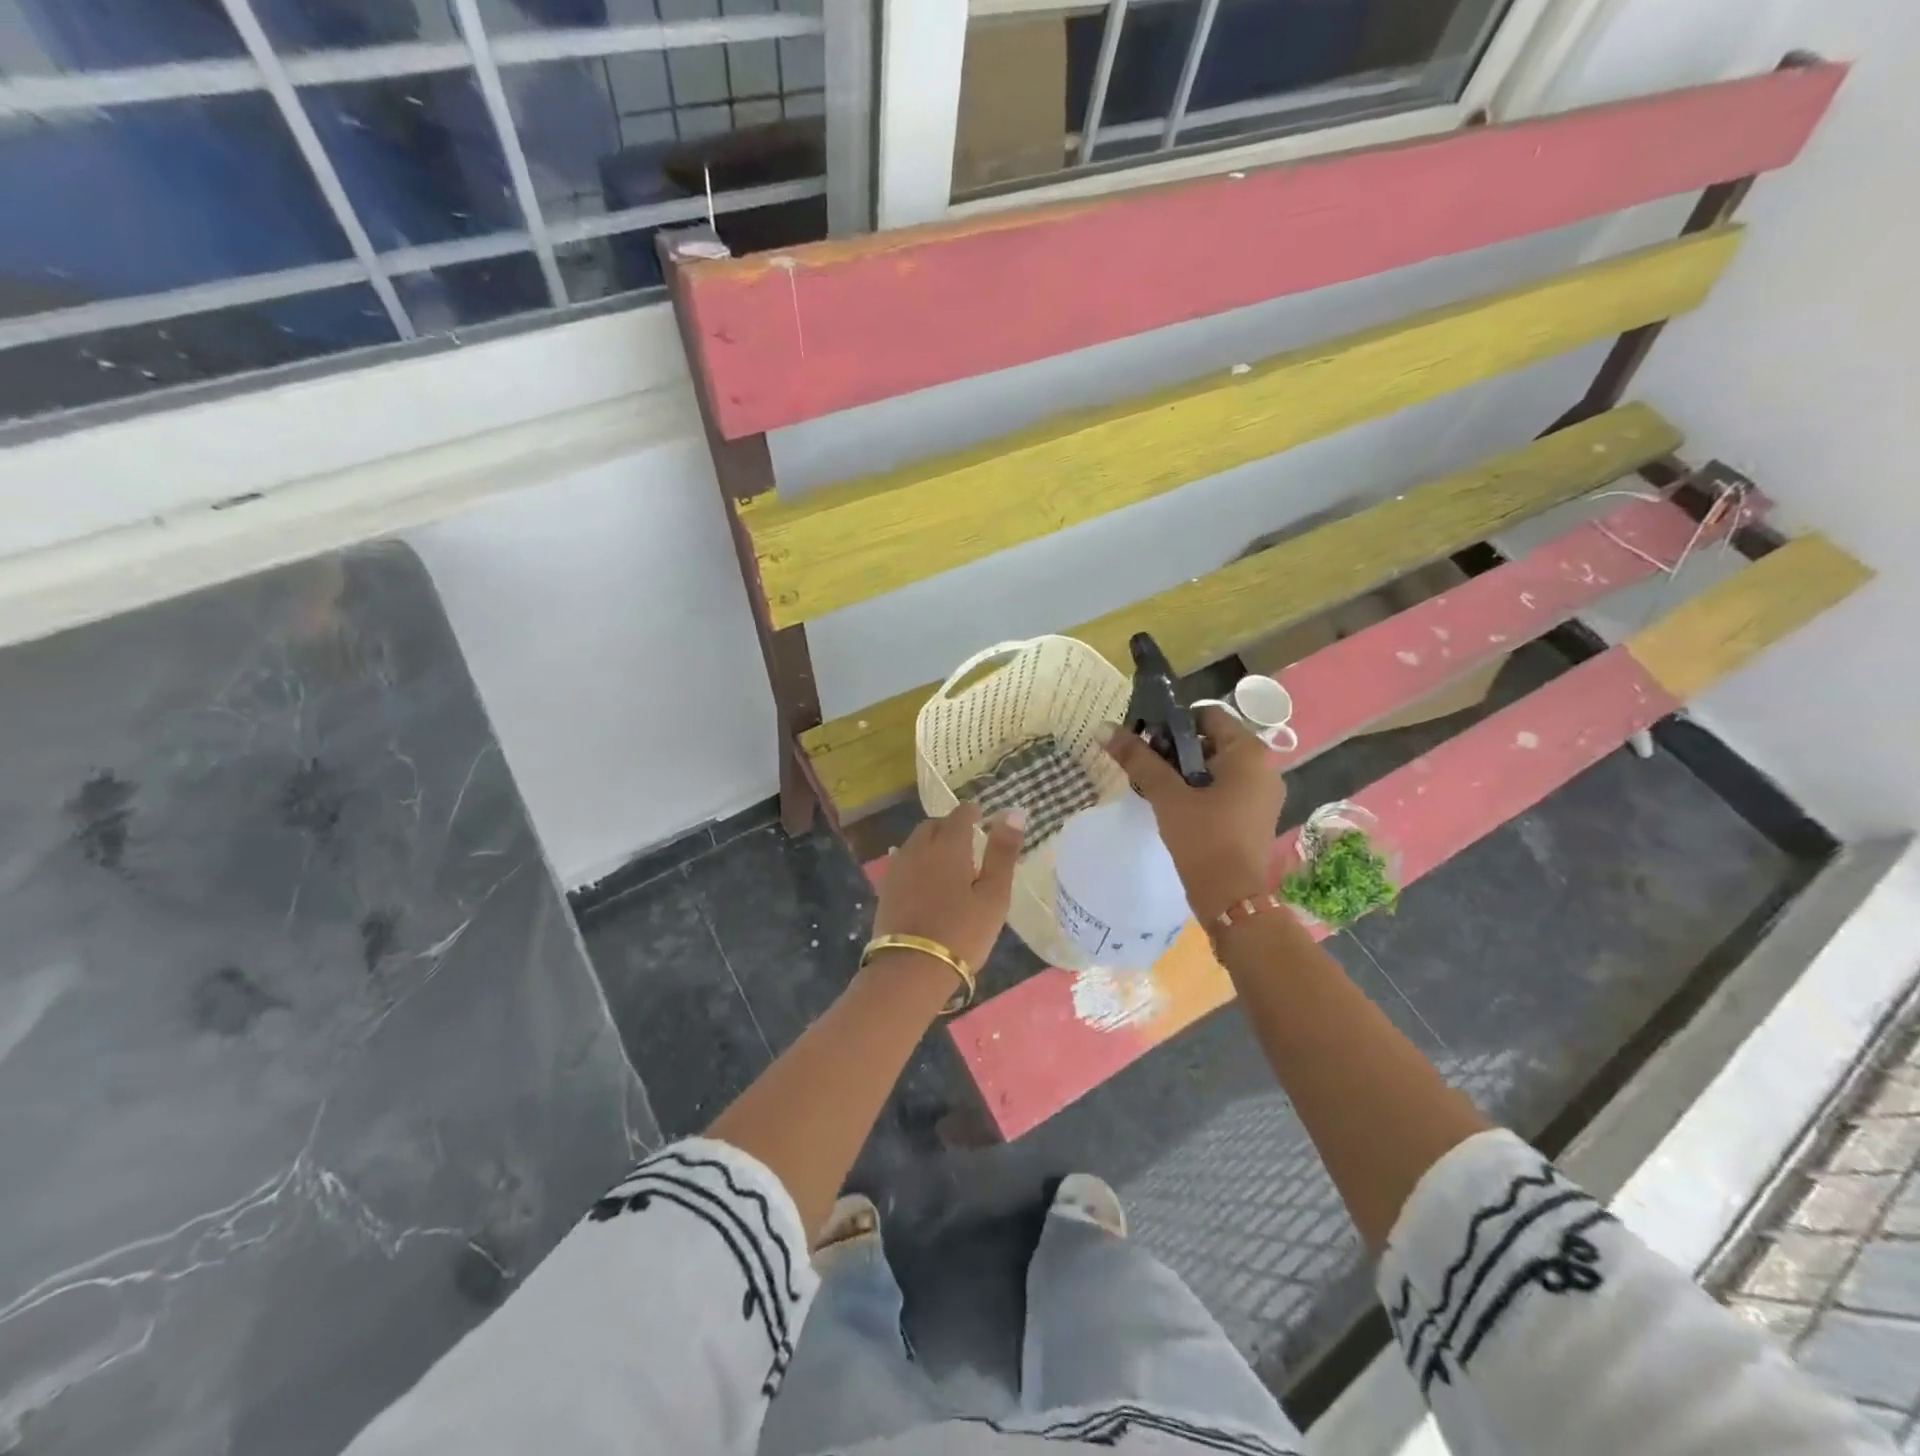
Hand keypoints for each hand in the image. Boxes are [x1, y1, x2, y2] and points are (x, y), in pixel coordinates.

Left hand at [872, 803, 1025, 971]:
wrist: (910, 969)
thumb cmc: (962, 931)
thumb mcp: (994, 895)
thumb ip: (1003, 852)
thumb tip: (1014, 812)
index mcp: (948, 844)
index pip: (960, 813)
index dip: (973, 813)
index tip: (983, 819)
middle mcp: (919, 847)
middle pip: (934, 825)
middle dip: (950, 827)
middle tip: (969, 844)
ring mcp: (898, 867)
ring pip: (916, 842)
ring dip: (932, 844)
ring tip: (949, 865)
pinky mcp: (886, 888)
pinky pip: (904, 862)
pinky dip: (918, 863)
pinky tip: (925, 880)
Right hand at [1103, 706, 1285, 922]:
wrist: (1232, 899)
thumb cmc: (1203, 838)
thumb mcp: (1167, 795)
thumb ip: (1138, 759)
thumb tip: (1103, 727)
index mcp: (1249, 752)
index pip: (1207, 715)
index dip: (1173, 724)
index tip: (1147, 743)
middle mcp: (1264, 767)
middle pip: (1211, 741)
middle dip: (1175, 750)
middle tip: (1145, 767)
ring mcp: (1263, 794)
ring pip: (1216, 767)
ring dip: (1184, 772)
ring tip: (1155, 789)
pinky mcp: (1255, 816)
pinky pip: (1225, 789)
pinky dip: (1200, 791)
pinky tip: (1175, 808)